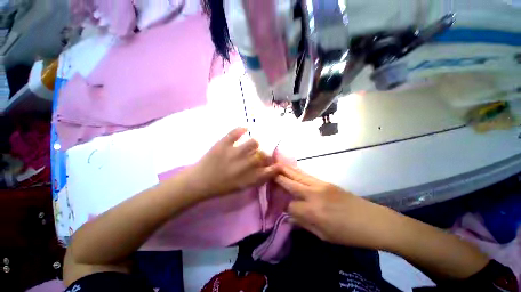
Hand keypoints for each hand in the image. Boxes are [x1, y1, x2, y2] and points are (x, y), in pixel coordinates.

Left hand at [187, 128, 279, 200]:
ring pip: (253, 142)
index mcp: (248, 178)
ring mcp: (233, 153)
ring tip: (249, 144)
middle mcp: (244, 165)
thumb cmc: (220, 187)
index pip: (268, 172)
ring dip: (254, 144)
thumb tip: (266, 169)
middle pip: (263, 155)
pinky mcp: (223, 144)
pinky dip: (241, 129)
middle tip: (258, 154)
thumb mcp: (241, 187)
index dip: (275, 167)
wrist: (198, 182)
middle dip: (264, 154)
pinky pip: (236, 132)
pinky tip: (244, 129)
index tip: (278, 164)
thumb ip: (255, 179)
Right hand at [275, 164, 400, 249]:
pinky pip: (306, 175)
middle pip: (290, 182)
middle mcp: (313, 194)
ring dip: (286, 169)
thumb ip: (304, 223)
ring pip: (297, 175)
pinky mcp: (325, 182)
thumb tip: (290, 215)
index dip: (286, 207)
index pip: (290, 206)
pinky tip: (292, 170)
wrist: (373, 221)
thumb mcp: (324, 235)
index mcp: (312, 211)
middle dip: (278, 177)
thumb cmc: (348, 234)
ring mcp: (320, 185)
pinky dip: (296, 172)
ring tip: (276, 165)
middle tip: (268, 170)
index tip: (286, 209)